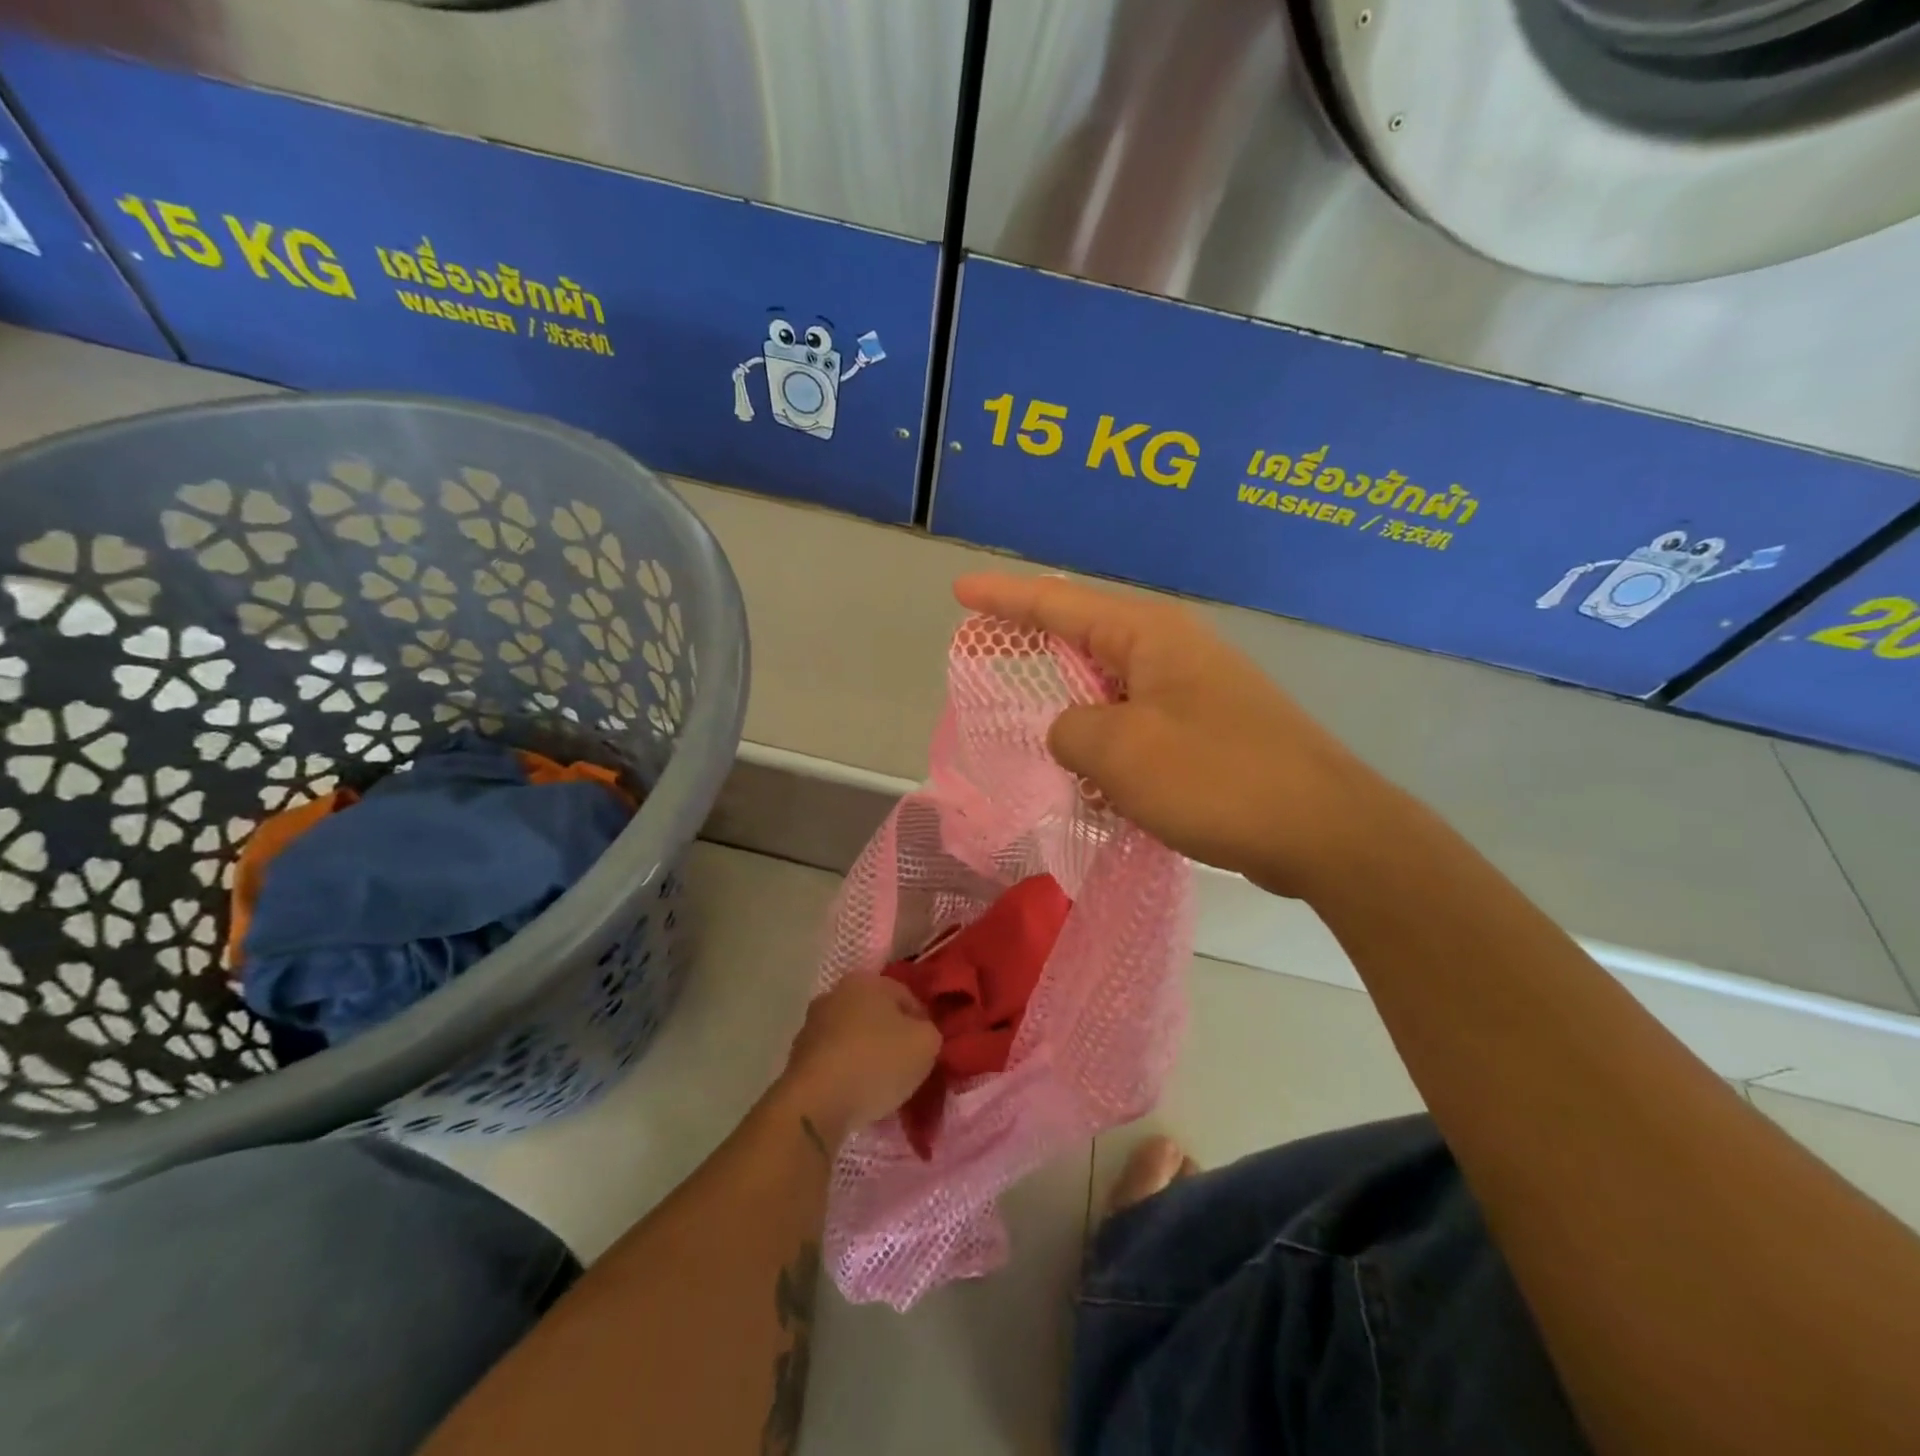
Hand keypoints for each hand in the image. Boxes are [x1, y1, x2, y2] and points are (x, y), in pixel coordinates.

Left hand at [776, 977, 941, 1146]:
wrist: (816, 1102)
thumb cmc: (876, 1062)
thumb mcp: (926, 1044)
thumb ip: (930, 1032)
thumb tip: (921, 1034)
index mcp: (867, 980)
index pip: (907, 996)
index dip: (923, 1024)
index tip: (929, 1052)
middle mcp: (835, 993)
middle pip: (876, 1015)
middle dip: (892, 1038)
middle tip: (907, 1068)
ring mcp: (811, 1025)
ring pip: (853, 1037)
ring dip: (867, 1056)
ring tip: (882, 1088)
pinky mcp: (797, 1057)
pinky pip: (834, 1061)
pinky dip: (846, 1074)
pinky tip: (856, 1096)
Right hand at [953, 573, 1389, 896]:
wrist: (1325, 831)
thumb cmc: (1215, 777)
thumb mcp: (1118, 751)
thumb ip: (1070, 732)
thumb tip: (1072, 733)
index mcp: (1149, 635)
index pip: (1059, 604)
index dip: (1004, 598)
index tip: (960, 592)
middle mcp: (1173, 651)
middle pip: (1085, 641)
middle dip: (1036, 651)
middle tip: (989, 657)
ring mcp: (1196, 692)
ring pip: (1111, 694)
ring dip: (1076, 717)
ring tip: (1043, 740)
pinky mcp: (1210, 733)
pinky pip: (1139, 730)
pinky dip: (1110, 751)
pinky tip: (1099, 786)